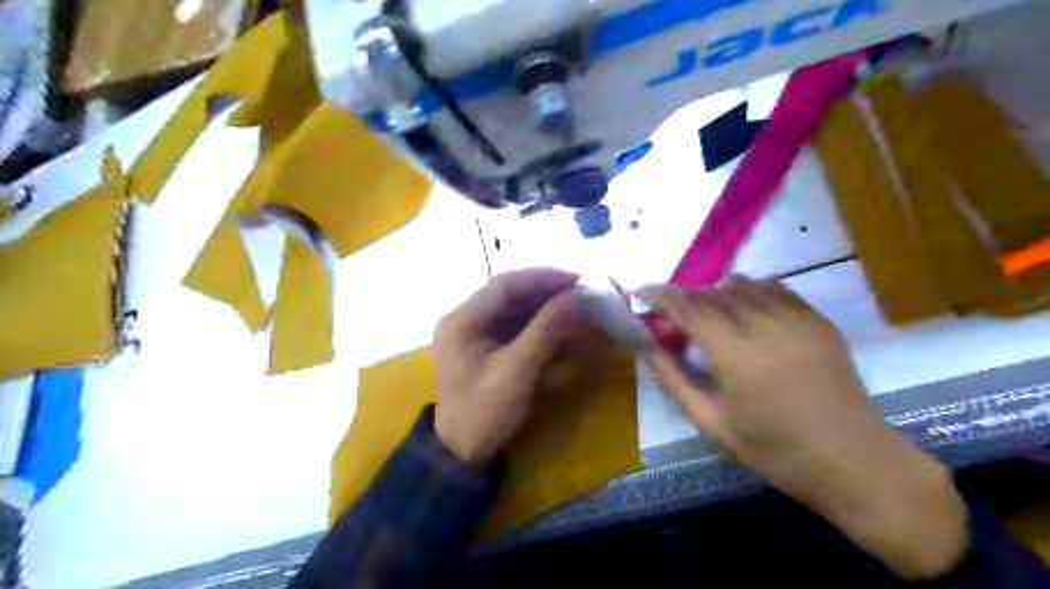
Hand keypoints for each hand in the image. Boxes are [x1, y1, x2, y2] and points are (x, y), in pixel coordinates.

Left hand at [430, 268, 586, 465]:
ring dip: (547, 305)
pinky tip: (563, 324)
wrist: (462, 453)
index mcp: (462, 320)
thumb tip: (578, 297)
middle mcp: (466, 318)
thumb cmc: (483, 413)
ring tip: (579, 305)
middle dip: (548, 291)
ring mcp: (476, 332)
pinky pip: (516, 325)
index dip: (543, 278)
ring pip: (516, 308)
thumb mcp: (516, 371)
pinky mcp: (487, 345)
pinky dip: (541, 323)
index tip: (578, 280)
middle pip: (511, 294)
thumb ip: (546, 331)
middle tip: (583, 292)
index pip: (505, 285)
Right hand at [640, 277, 965, 580]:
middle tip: (671, 322)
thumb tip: (644, 346)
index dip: (659, 295)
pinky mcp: (817, 320)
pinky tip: (741, 312)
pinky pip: (773, 288)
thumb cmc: (775, 450)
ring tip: (705, 318)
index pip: (688, 308)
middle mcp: (767, 326)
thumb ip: (672, 379)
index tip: (639, 294)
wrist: (854, 462)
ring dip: (712, 294)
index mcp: (738, 356)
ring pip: (741, 285)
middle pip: (711, 292)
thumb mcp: (711, 422)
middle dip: (683, 299)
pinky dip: (747, 292)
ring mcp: (798, 319)